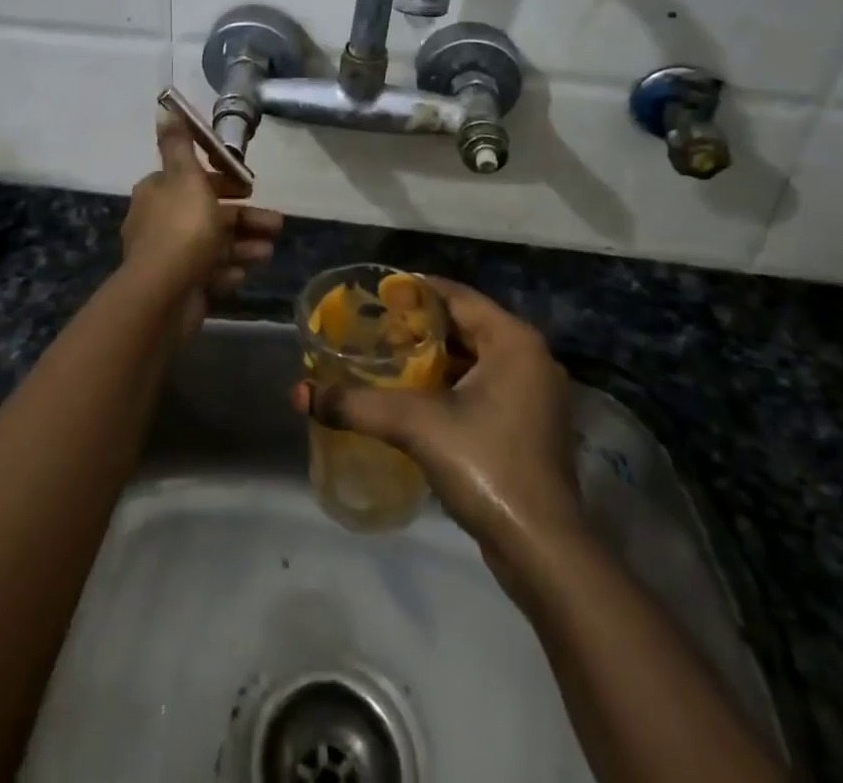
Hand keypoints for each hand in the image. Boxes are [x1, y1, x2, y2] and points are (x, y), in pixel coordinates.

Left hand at [122, 113, 282, 311]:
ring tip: (269, 251)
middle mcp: (159, 221)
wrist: (162, 296)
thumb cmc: (181, 229)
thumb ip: (179, 144)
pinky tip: (244, 272)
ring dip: (243, 244)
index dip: (222, 180)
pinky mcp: (179, 285)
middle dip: (244, 217)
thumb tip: (163, 107)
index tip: (249, 187)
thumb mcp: (185, 177)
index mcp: (158, 192)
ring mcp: (168, 256)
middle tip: (276, 223)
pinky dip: (228, 269)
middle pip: (208, 212)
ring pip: (213, 243)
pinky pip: (208, 271)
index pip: (193, 178)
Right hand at [294, 278, 580, 578]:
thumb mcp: (415, 425)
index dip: (412, 292)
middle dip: (418, 326)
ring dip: (432, 357)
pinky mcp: (529, 425)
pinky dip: (449, 383)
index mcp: (513, 340)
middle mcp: (529, 357)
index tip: (373, 298)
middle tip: (373, 328)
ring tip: (385, 358)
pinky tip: (413, 396)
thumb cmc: (487, 466)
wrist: (543, 550)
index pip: (454, 295)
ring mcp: (534, 393)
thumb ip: (357, 405)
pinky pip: (482, 384)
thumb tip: (300, 394)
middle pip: (463, 324)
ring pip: (473, 357)